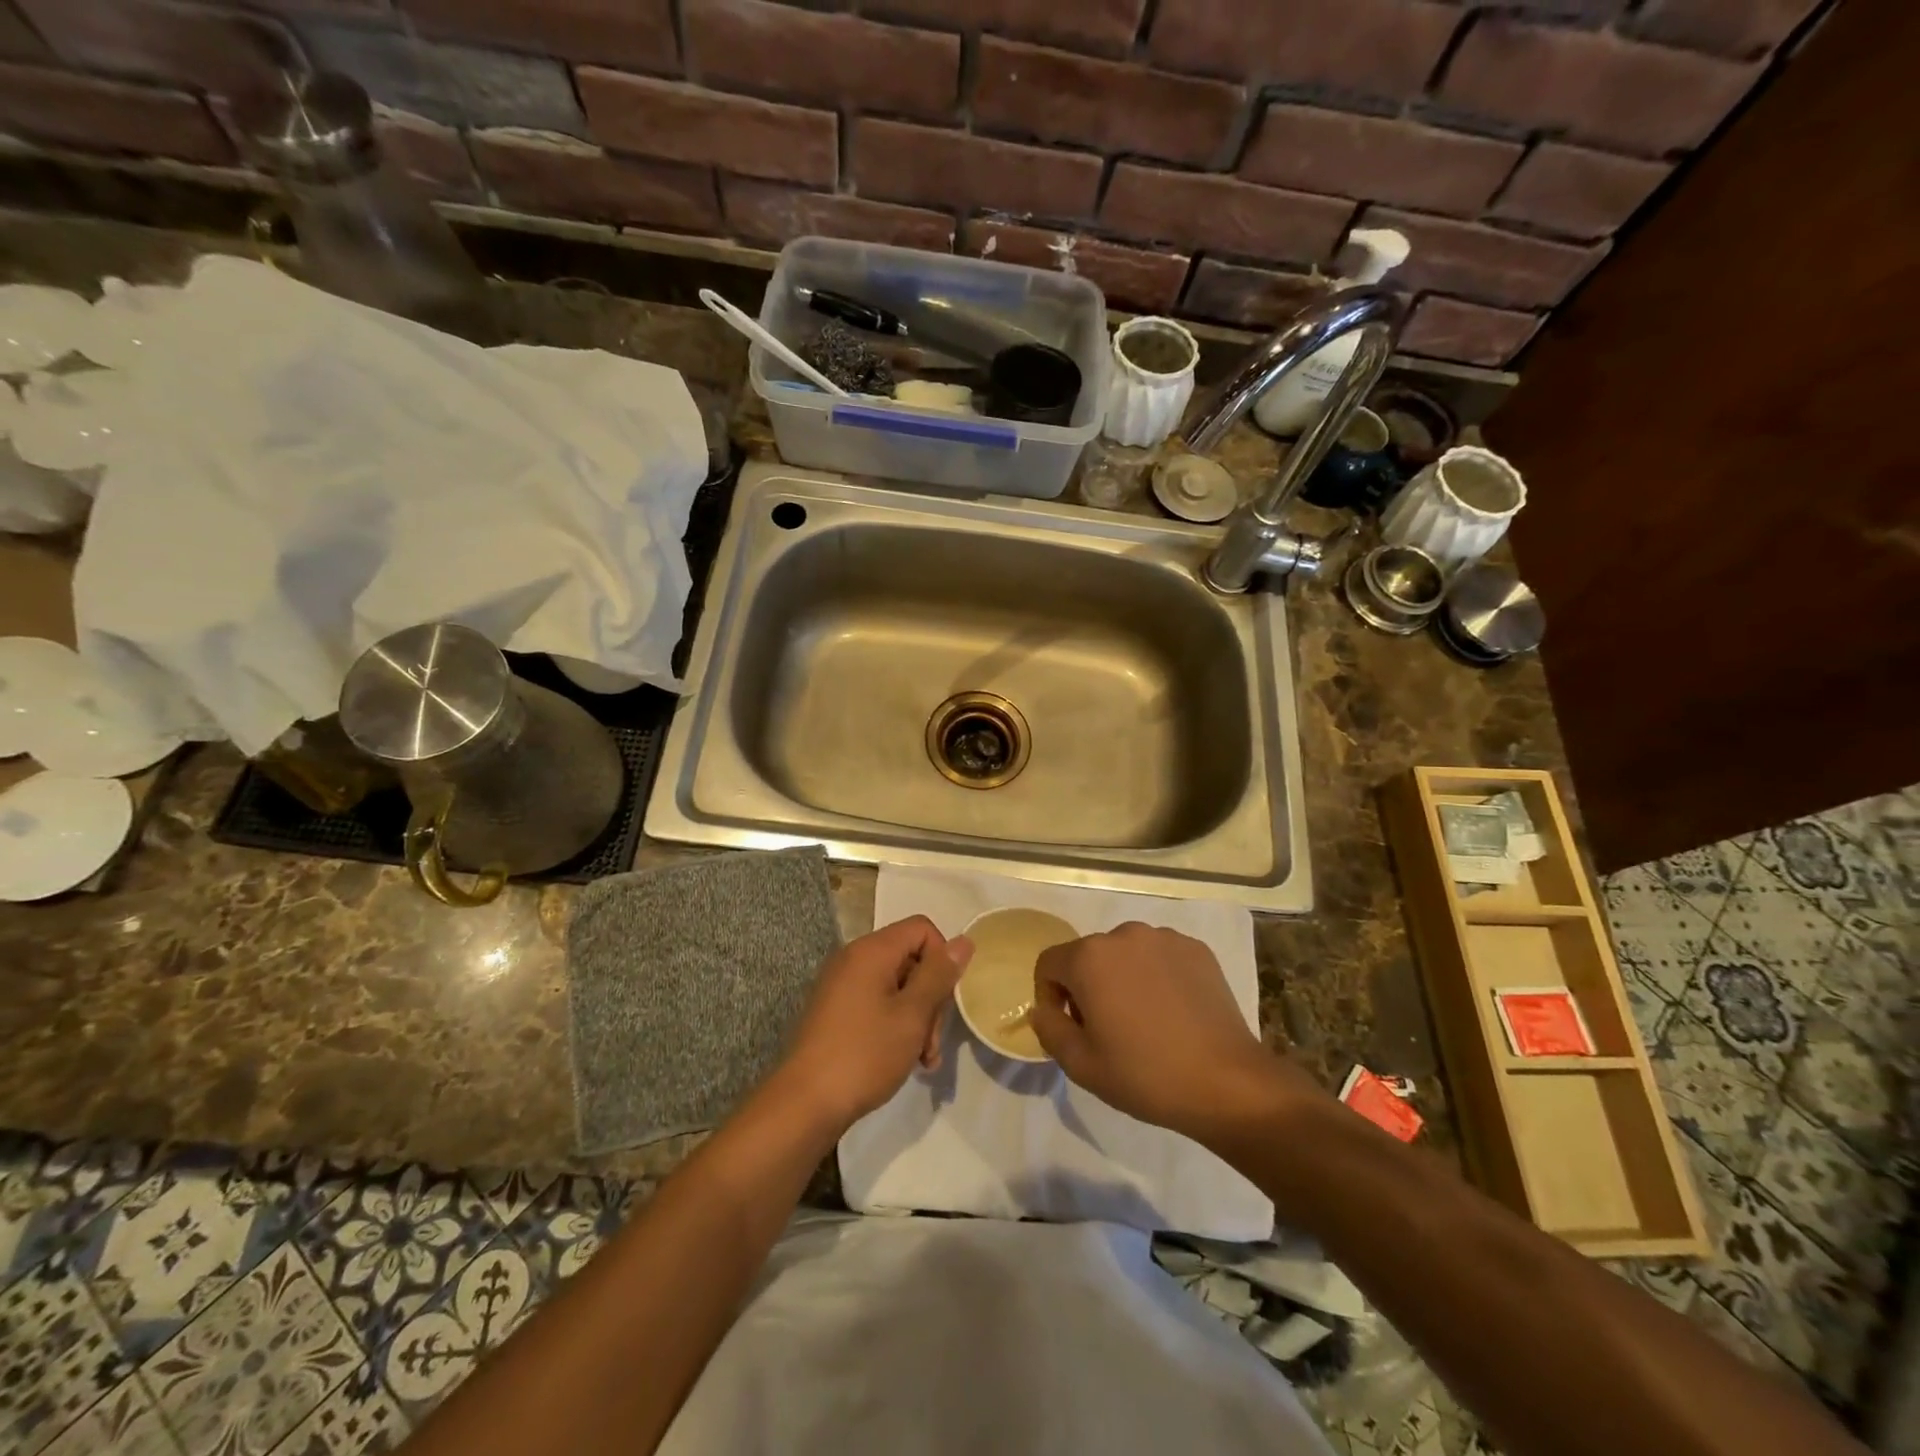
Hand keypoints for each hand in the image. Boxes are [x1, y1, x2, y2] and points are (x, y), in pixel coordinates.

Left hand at [778, 916, 973, 1130]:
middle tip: (932, 1042)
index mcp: (871, 951)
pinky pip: (876, 1003)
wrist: (804, 1104)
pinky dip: (895, 1024)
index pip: (921, 929)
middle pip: (910, 958)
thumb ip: (939, 975)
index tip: (944, 1000)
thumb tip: (963, 940)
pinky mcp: (835, 1010)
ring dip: (917, 1018)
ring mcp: (841, 985)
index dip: (942, 959)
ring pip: (896, 986)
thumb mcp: (912, 1015)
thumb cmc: (864, 1054)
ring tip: (923, 1060)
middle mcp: (853, 959)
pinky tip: (904, 1059)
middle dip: (931, 997)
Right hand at [1031, 923, 1320, 1142]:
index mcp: (1089, 957)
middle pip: (1088, 956)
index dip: (1051, 997)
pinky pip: (1160, 957)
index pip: (1049, 964)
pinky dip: (1157, 976)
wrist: (1227, 1083)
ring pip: (1125, 954)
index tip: (1071, 1029)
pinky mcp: (1196, 949)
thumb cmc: (1145, 1075)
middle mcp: (1124, 934)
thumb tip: (1043, 1008)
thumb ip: (1049, 1029)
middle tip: (1108, 1030)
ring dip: (1123, 979)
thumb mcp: (1080, 1065)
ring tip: (1145, 1021)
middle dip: (1088, 987)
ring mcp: (1164, 938)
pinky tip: (1173, 1012)